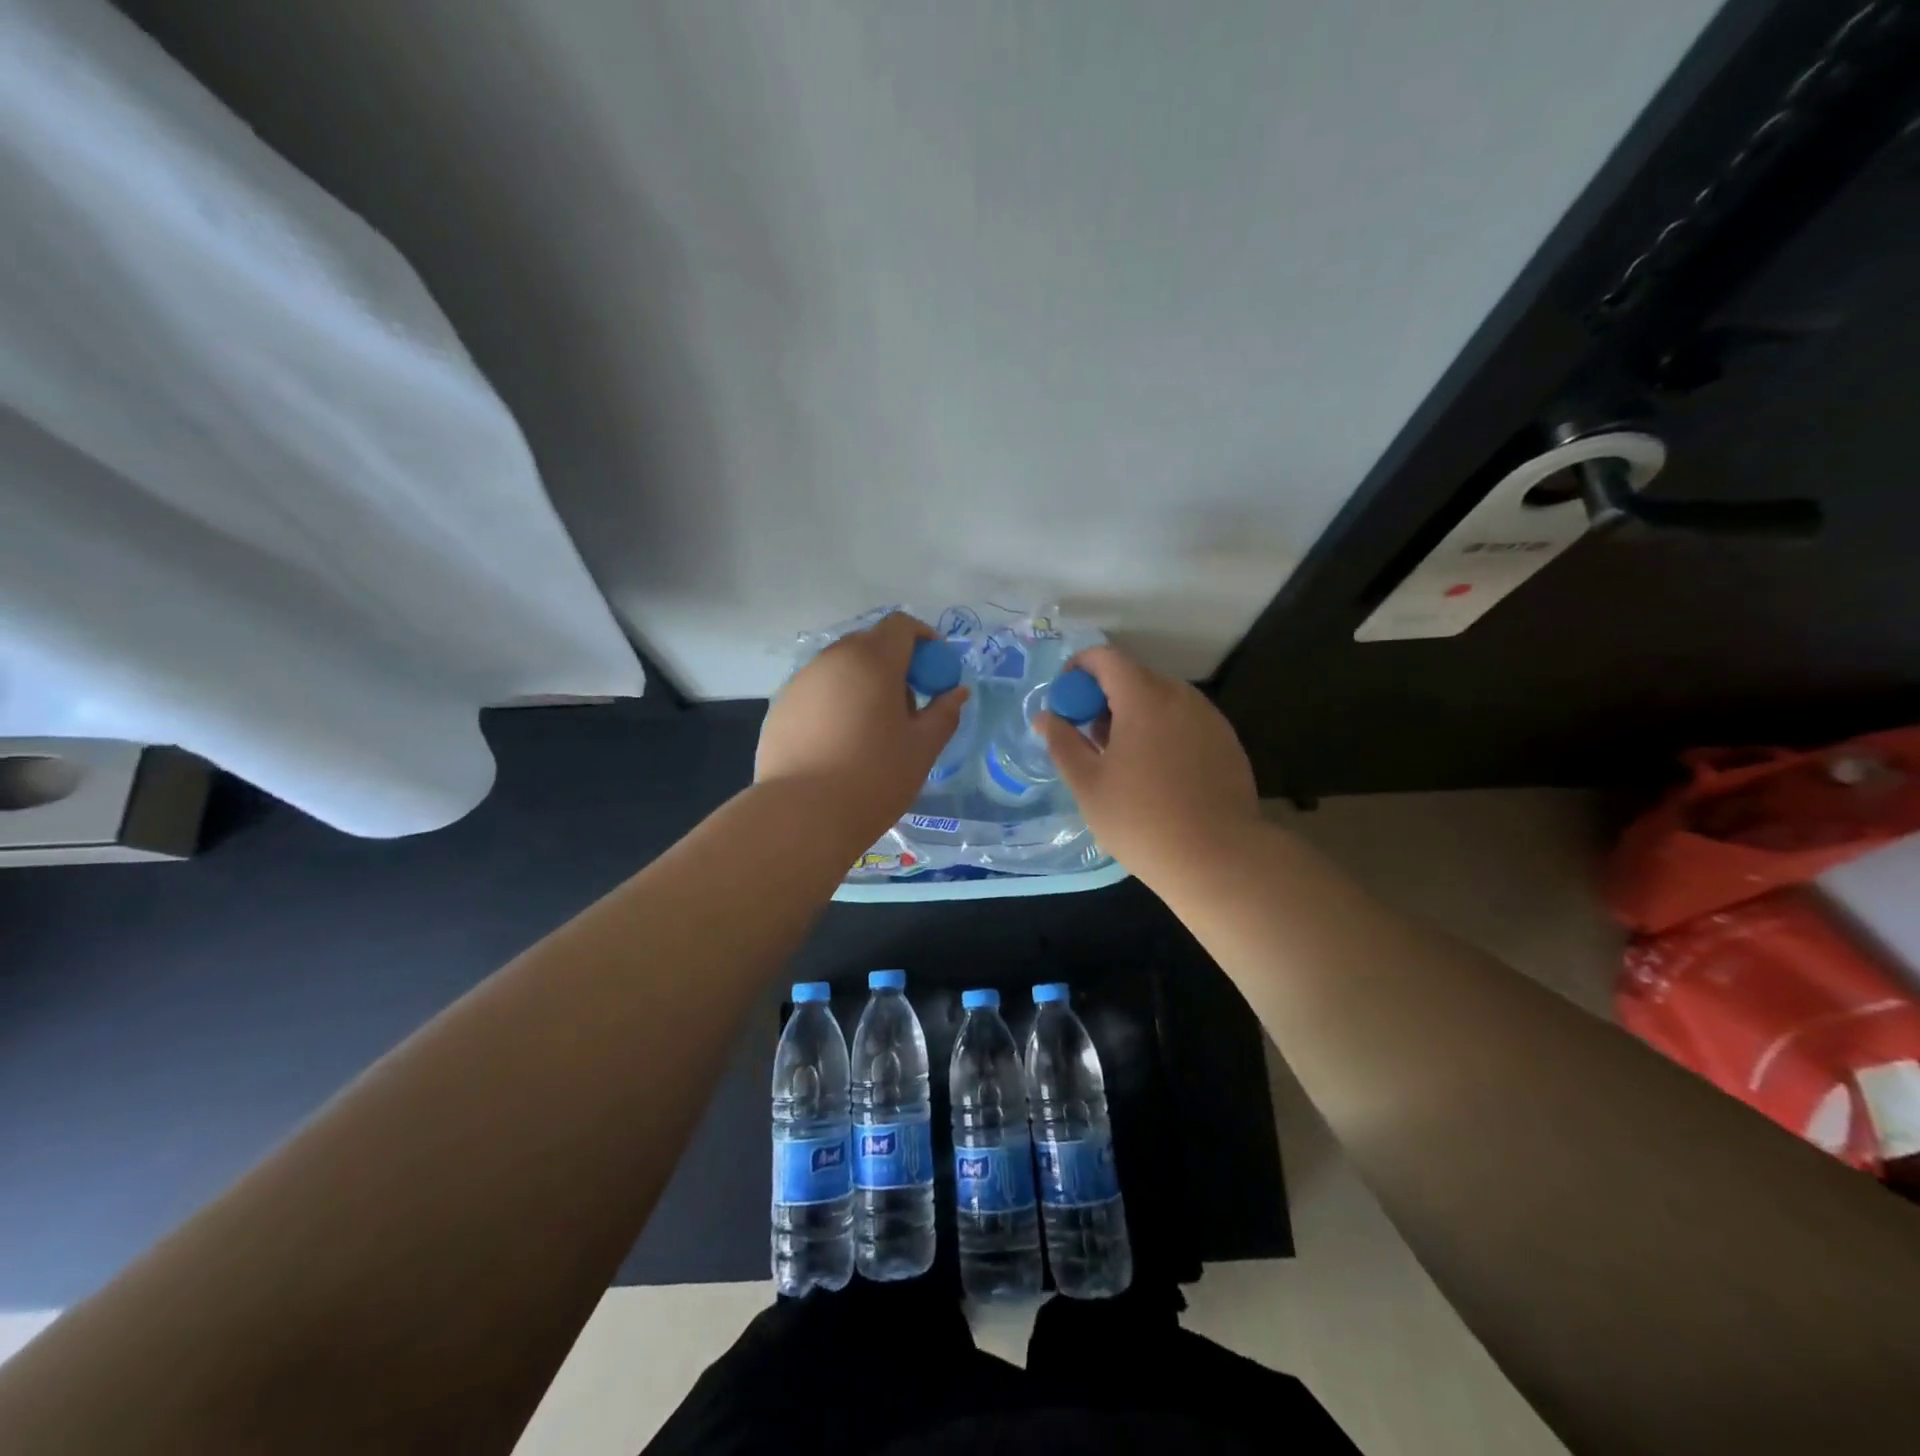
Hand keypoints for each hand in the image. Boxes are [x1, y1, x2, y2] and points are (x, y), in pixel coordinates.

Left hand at [756, 613, 969, 843]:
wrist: (801, 816)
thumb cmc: (874, 778)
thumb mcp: (922, 748)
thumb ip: (944, 713)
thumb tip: (957, 693)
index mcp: (872, 660)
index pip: (901, 625)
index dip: (924, 640)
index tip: (934, 673)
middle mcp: (833, 659)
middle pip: (870, 644)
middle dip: (894, 664)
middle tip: (908, 706)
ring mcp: (801, 681)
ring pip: (841, 667)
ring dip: (863, 683)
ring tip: (872, 729)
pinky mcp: (780, 706)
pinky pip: (818, 691)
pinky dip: (836, 702)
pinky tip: (839, 744)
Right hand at [1037, 645, 1259, 880]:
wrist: (1219, 859)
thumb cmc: (1142, 820)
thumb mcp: (1088, 784)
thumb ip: (1062, 742)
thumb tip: (1045, 717)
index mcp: (1144, 698)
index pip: (1105, 658)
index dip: (1078, 670)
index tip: (1065, 702)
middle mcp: (1181, 696)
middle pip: (1134, 677)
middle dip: (1104, 697)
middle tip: (1088, 738)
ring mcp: (1209, 718)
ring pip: (1161, 700)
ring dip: (1134, 715)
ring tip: (1121, 760)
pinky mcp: (1227, 742)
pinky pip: (1184, 721)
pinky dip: (1162, 731)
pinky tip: (1157, 774)